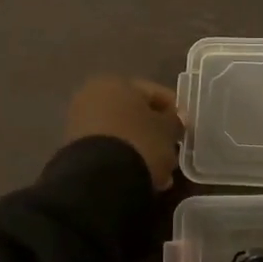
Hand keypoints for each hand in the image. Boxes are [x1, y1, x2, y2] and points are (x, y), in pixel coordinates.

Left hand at [65, 77, 183, 190]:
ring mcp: (80, 124)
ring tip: (160, 171)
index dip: (174, 110)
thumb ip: (174, 121)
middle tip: (173, 150)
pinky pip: (109, 150)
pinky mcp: (76, 150)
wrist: (98, 179)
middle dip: (155, 132)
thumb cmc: (140, 142)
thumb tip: (175, 119)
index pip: (154, 92)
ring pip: (122, 134)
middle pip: (135, 114)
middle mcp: (93, 97)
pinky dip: (126, 159)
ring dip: (142, 149)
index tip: (186, 128)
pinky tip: (141, 175)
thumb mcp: (167, 130)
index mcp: (115, 82)